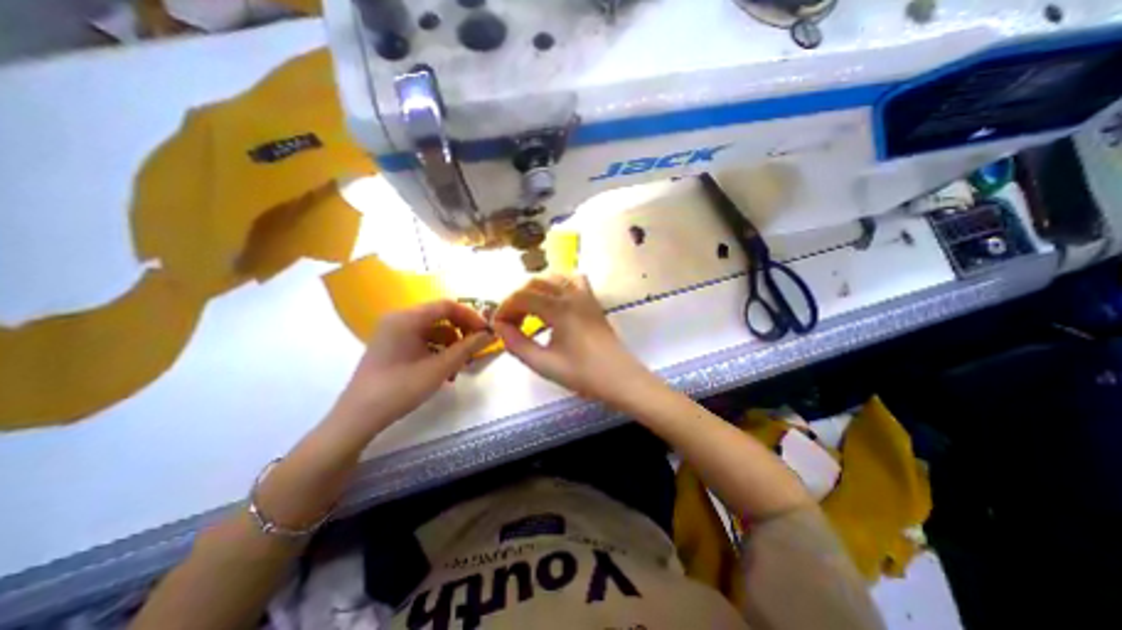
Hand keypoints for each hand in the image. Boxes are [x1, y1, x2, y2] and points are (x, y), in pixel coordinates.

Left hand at [330, 297, 490, 427]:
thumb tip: (490, 334)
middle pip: (440, 316)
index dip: (471, 316)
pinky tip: (444, 370)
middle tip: (476, 348)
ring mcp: (393, 332)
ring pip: (432, 329)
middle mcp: (399, 318)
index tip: (486, 332)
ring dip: (451, 344)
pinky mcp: (391, 345)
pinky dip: (437, 350)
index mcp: (407, 318)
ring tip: (460, 366)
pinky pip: (422, 340)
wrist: (359, 417)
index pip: (447, 306)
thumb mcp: (440, 368)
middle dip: (461, 331)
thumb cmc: (400, 388)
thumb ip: (467, 348)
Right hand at [493, 274, 658, 402]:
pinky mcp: (593, 300)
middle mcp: (572, 294)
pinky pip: (572, 279)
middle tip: (510, 321)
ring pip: (553, 277)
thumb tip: (499, 328)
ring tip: (527, 310)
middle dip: (517, 298)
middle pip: (535, 282)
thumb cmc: (584, 374)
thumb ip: (517, 345)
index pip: (522, 296)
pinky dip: (556, 283)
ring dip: (534, 289)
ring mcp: (585, 295)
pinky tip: (553, 299)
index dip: (504, 308)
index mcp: (560, 309)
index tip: (497, 325)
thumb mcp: (545, 365)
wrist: (621, 378)